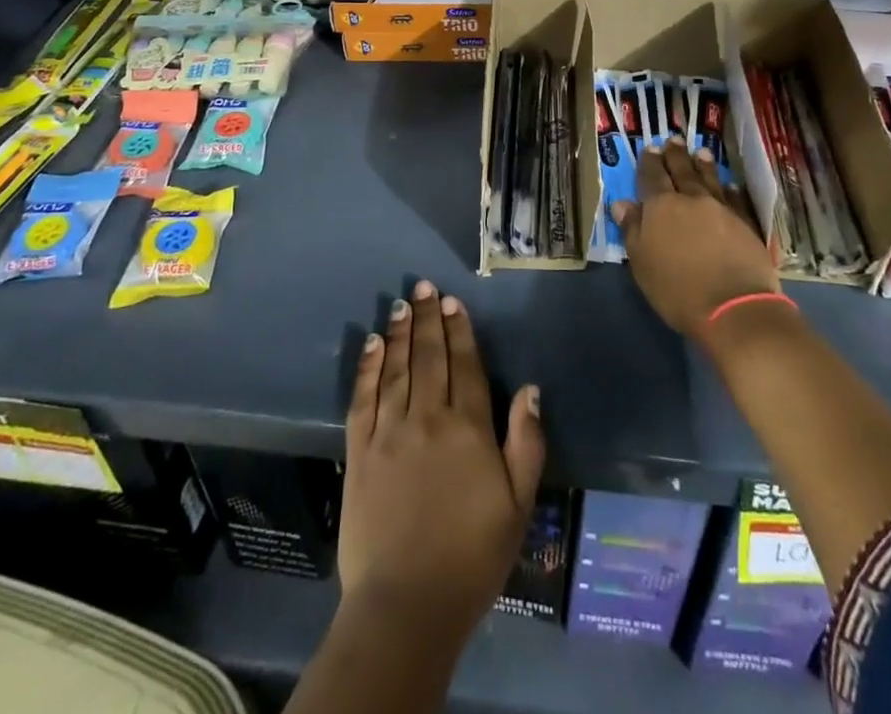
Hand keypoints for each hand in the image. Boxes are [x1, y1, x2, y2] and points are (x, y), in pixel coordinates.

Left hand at [341, 280, 544, 646]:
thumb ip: (526, 442)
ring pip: (397, 368)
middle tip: (424, 286)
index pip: (464, 365)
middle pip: (429, 357)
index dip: (459, 330)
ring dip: (400, 332)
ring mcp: (389, 432)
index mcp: (468, 428)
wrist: (408, 604)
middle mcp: (427, 418)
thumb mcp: (518, 505)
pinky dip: (368, 367)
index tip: (453, 302)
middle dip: (428, 318)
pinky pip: (363, 398)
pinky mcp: (359, 451)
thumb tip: (530, 389)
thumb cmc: (472, 556)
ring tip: (401, 303)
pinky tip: (371, 344)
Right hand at [613, 138, 779, 340]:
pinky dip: (729, 189)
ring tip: (700, 151)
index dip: (649, 162)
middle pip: (681, 171)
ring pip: (709, 179)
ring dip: (703, 165)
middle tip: (673, 139)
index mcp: (661, 207)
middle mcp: (691, 200)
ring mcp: (721, 209)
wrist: (734, 306)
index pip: (651, 177)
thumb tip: (622, 203)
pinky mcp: (745, 223)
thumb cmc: (677, 289)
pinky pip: (734, 198)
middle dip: (675, 155)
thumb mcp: (642, 263)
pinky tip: (729, 184)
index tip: (650, 148)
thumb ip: (632, 230)